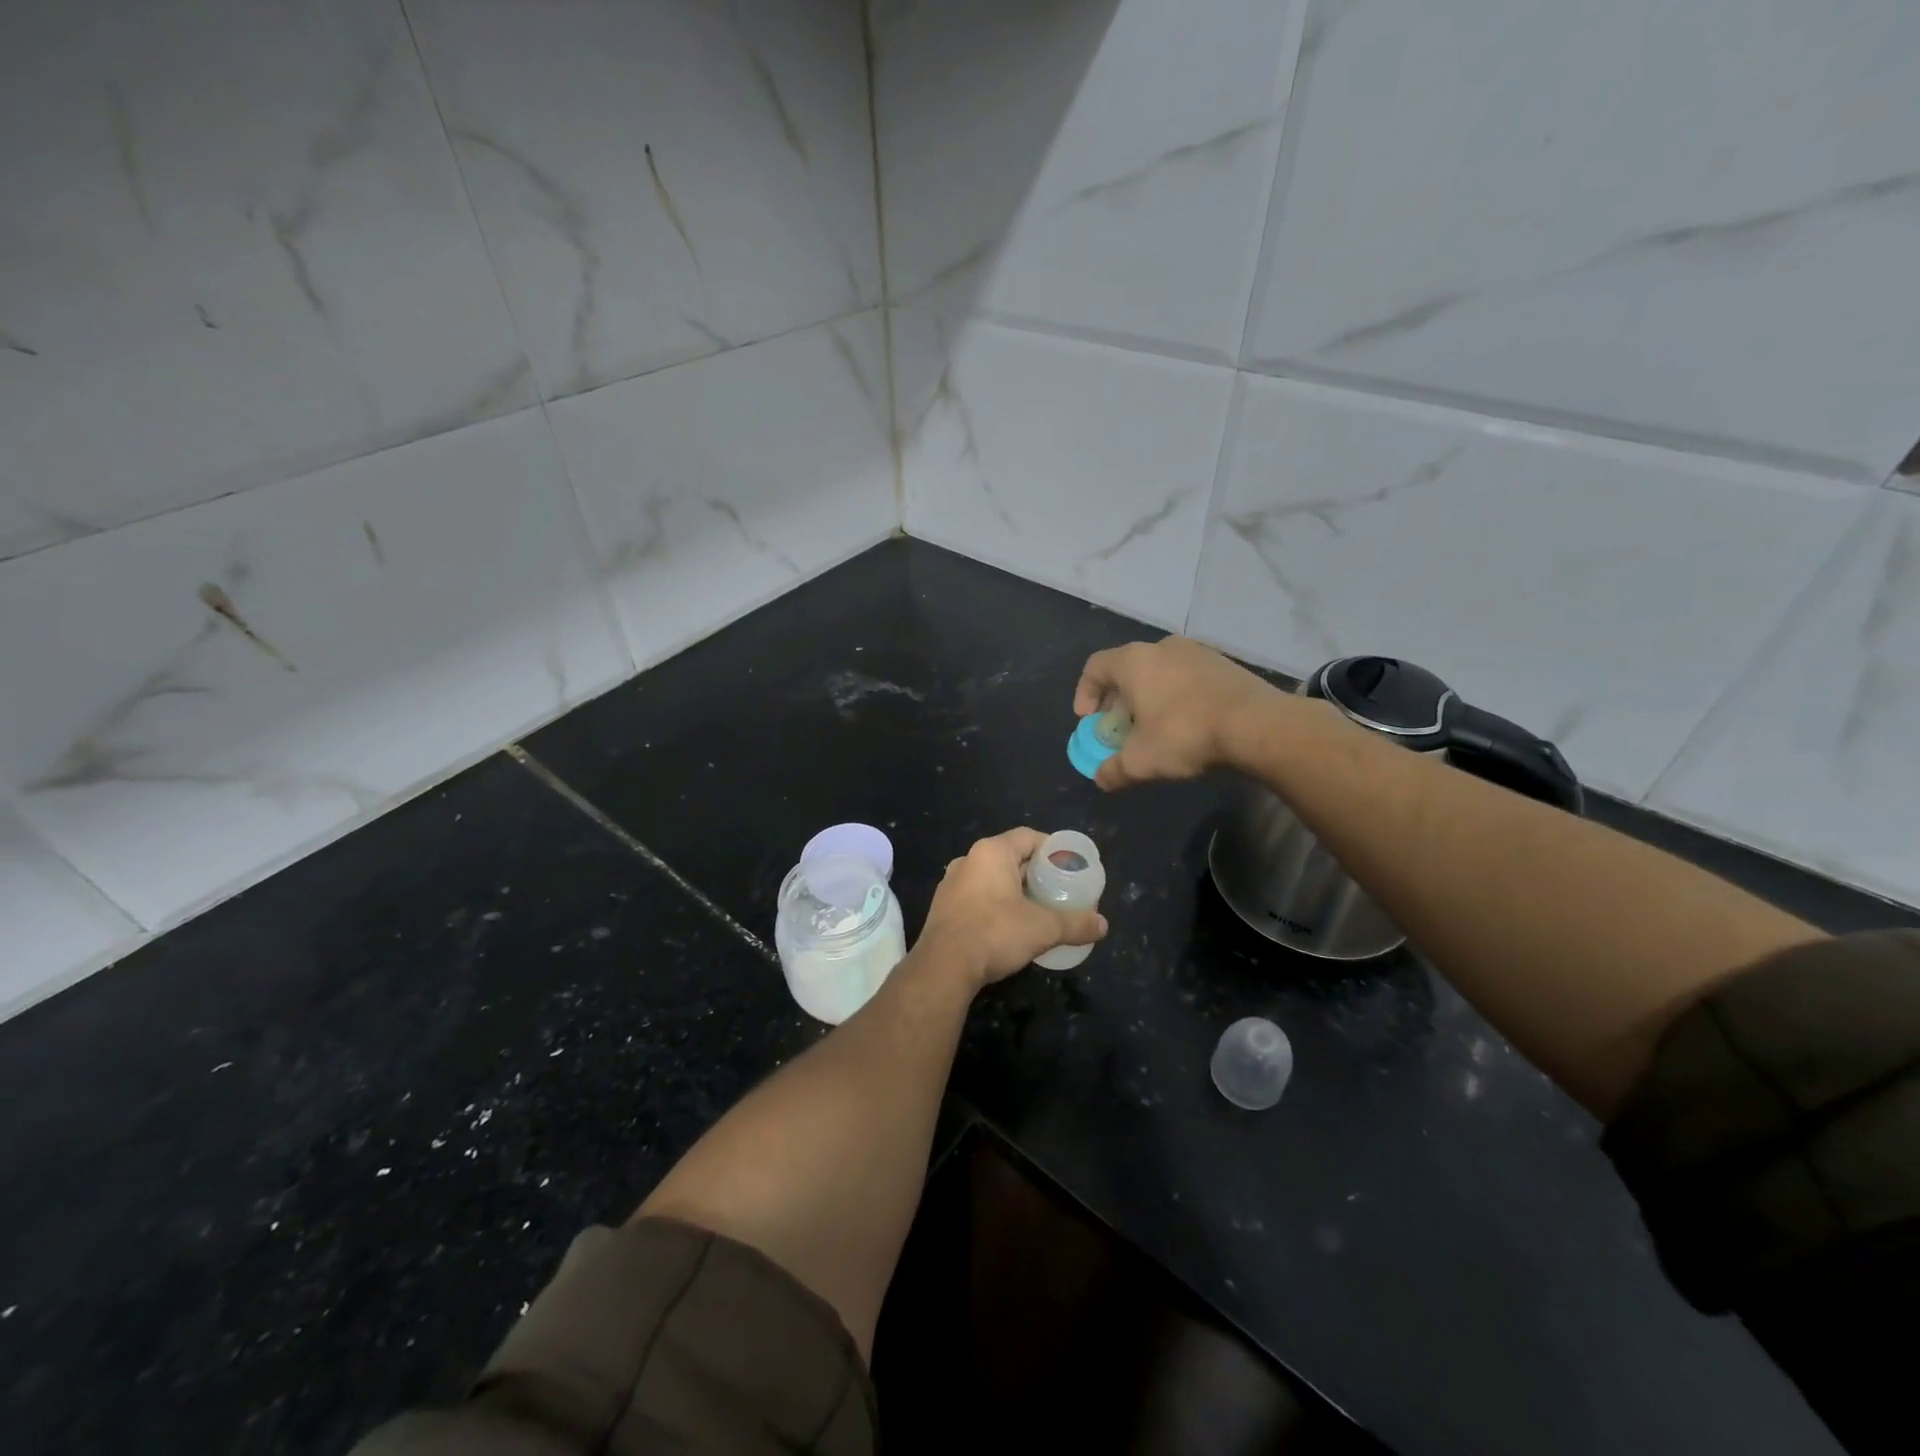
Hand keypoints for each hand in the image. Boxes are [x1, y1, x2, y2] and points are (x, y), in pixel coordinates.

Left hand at [917, 828, 1108, 989]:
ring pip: (992, 878)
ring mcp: (951, 884)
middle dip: (1035, 872)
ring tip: (1038, 908)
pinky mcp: (943, 908)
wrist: (943, 967)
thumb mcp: (1043, 928)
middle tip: (1059, 889)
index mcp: (991, 852)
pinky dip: (996, 905)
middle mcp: (968, 860)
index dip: (1051, 849)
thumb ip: (1075, 923)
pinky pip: (977, 897)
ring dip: (1014, 890)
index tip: (1069, 866)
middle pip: (1010, 857)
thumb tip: (1103, 925)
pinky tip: (1010, 926)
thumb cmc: (995, 933)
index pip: (1028, 837)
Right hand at [1073, 637, 1282, 789]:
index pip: (1095, 667)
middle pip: (1126, 669)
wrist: (1258, 725)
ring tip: (1153, 727)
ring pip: (1158, 672)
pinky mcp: (1223, 664)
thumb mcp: (1140, 761)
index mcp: (1134, 661)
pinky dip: (1176, 696)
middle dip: (1117, 700)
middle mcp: (1162, 647)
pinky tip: (1186, 723)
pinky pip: (1186, 677)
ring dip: (1148, 698)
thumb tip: (1101, 778)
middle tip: (1119, 728)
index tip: (1088, 721)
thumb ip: (1113, 770)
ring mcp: (1197, 652)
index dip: (1084, 694)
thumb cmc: (1185, 734)